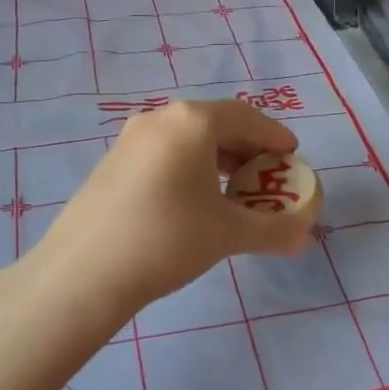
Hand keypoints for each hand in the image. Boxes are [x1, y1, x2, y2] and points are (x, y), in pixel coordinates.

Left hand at [33, 99, 316, 313]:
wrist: (83, 273)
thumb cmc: (167, 239)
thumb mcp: (228, 234)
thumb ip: (274, 230)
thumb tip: (305, 237)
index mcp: (192, 122)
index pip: (246, 117)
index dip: (274, 135)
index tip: (291, 156)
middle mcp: (160, 119)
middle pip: (216, 124)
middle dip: (247, 148)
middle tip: (266, 176)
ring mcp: (130, 140)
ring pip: (187, 139)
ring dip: (218, 159)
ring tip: (233, 192)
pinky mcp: (111, 164)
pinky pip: (164, 154)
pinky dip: (190, 168)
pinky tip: (193, 202)